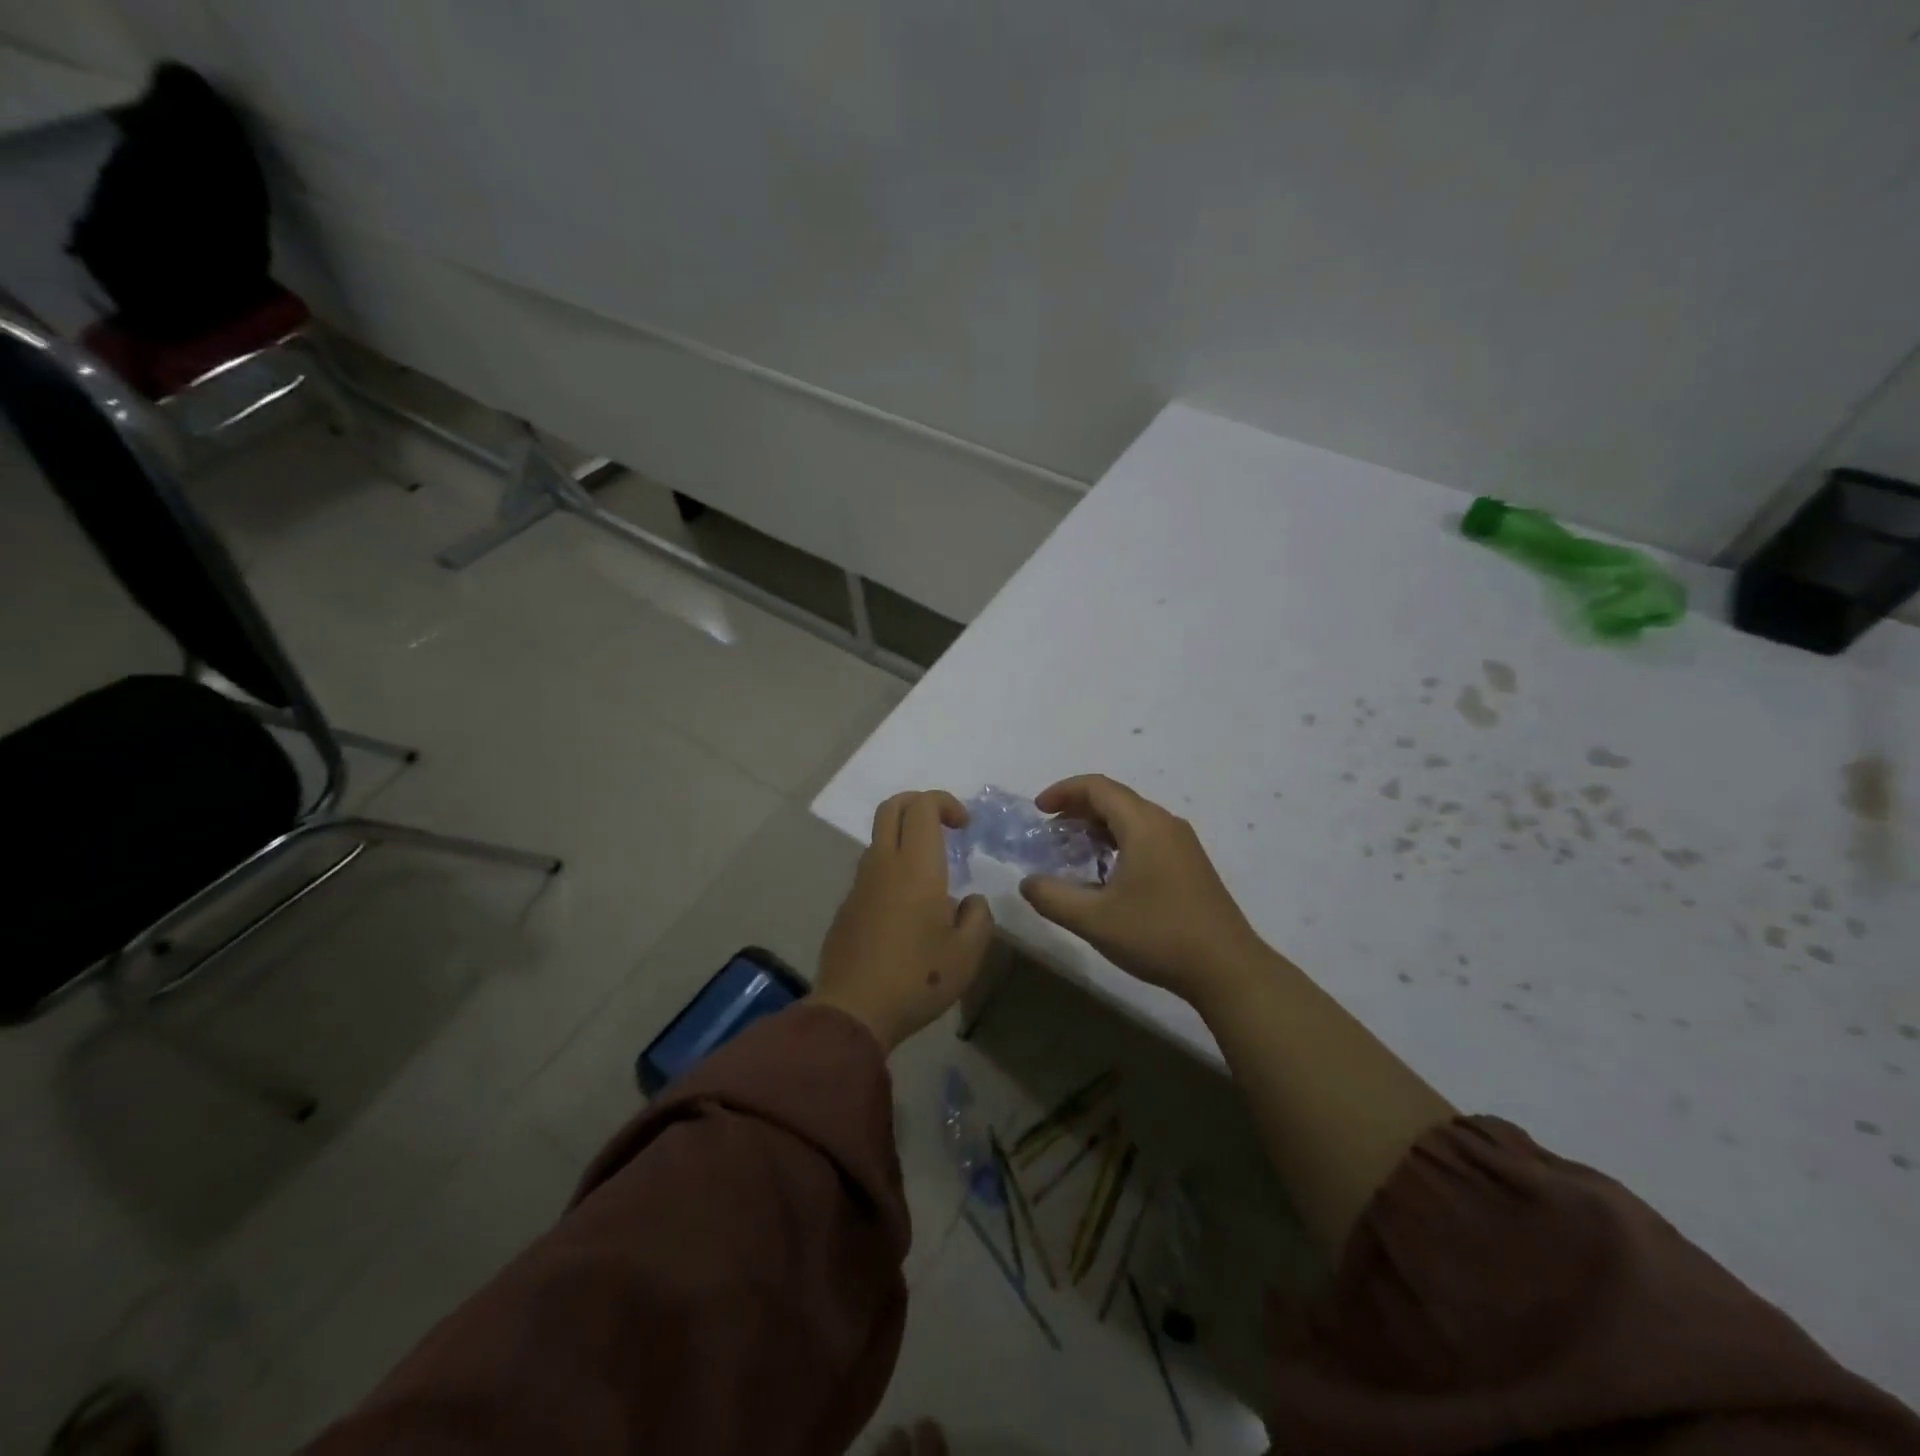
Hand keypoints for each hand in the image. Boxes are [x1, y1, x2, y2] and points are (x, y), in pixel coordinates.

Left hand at [815, 790, 994, 1051]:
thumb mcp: (968, 954)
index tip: (964, 827)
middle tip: (944, 827)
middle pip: (892, 807)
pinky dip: (891, 867)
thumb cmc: (917, 979)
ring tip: (931, 874)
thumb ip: (978, 918)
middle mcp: (884, 864)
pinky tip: (907, 908)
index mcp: (916, 867)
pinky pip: (871, 870)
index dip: (945, 803)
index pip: (923, 806)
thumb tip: (970, 901)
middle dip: (919, 803)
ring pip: (879, 838)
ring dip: (905, 838)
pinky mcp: (847, 906)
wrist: (853, 1012)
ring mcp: (860, 884)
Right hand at [1018, 774, 1267, 999]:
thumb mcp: (1094, 920)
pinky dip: (1118, 841)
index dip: (1064, 791)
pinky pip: (1147, 836)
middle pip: (1116, 799)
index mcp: (1144, 825)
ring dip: (1098, 826)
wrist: (1227, 968)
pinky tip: (1106, 872)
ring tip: (1072, 850)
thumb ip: (1053, 897)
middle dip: (1078, 808)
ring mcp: (1182, 844)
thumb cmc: (1158, 935)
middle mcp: (1165, 824)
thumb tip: (1028, 883)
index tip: (1038, 810)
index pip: (1098, 788)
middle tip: (1050, 831)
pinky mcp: (1190, 864)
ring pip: (1132, 818)